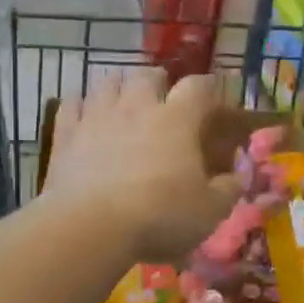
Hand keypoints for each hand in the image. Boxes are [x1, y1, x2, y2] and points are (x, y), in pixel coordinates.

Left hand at [46, 67, 237, 261]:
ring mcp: (97, 116)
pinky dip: (80, 104)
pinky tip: (82, 112)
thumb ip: (227, 190)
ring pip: (108, 82)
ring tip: (122, 97)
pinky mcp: (65, 133)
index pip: (197, 87)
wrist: (91, 227)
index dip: (208, 86)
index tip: (212, 92)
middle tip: (162, 95)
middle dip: (158, 81)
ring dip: (119, 85)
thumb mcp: (209, 211)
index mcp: (177, 119)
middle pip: (148, 75)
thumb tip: (238, 176)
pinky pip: (71, 105)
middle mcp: (137, 106)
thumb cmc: (160, 216)